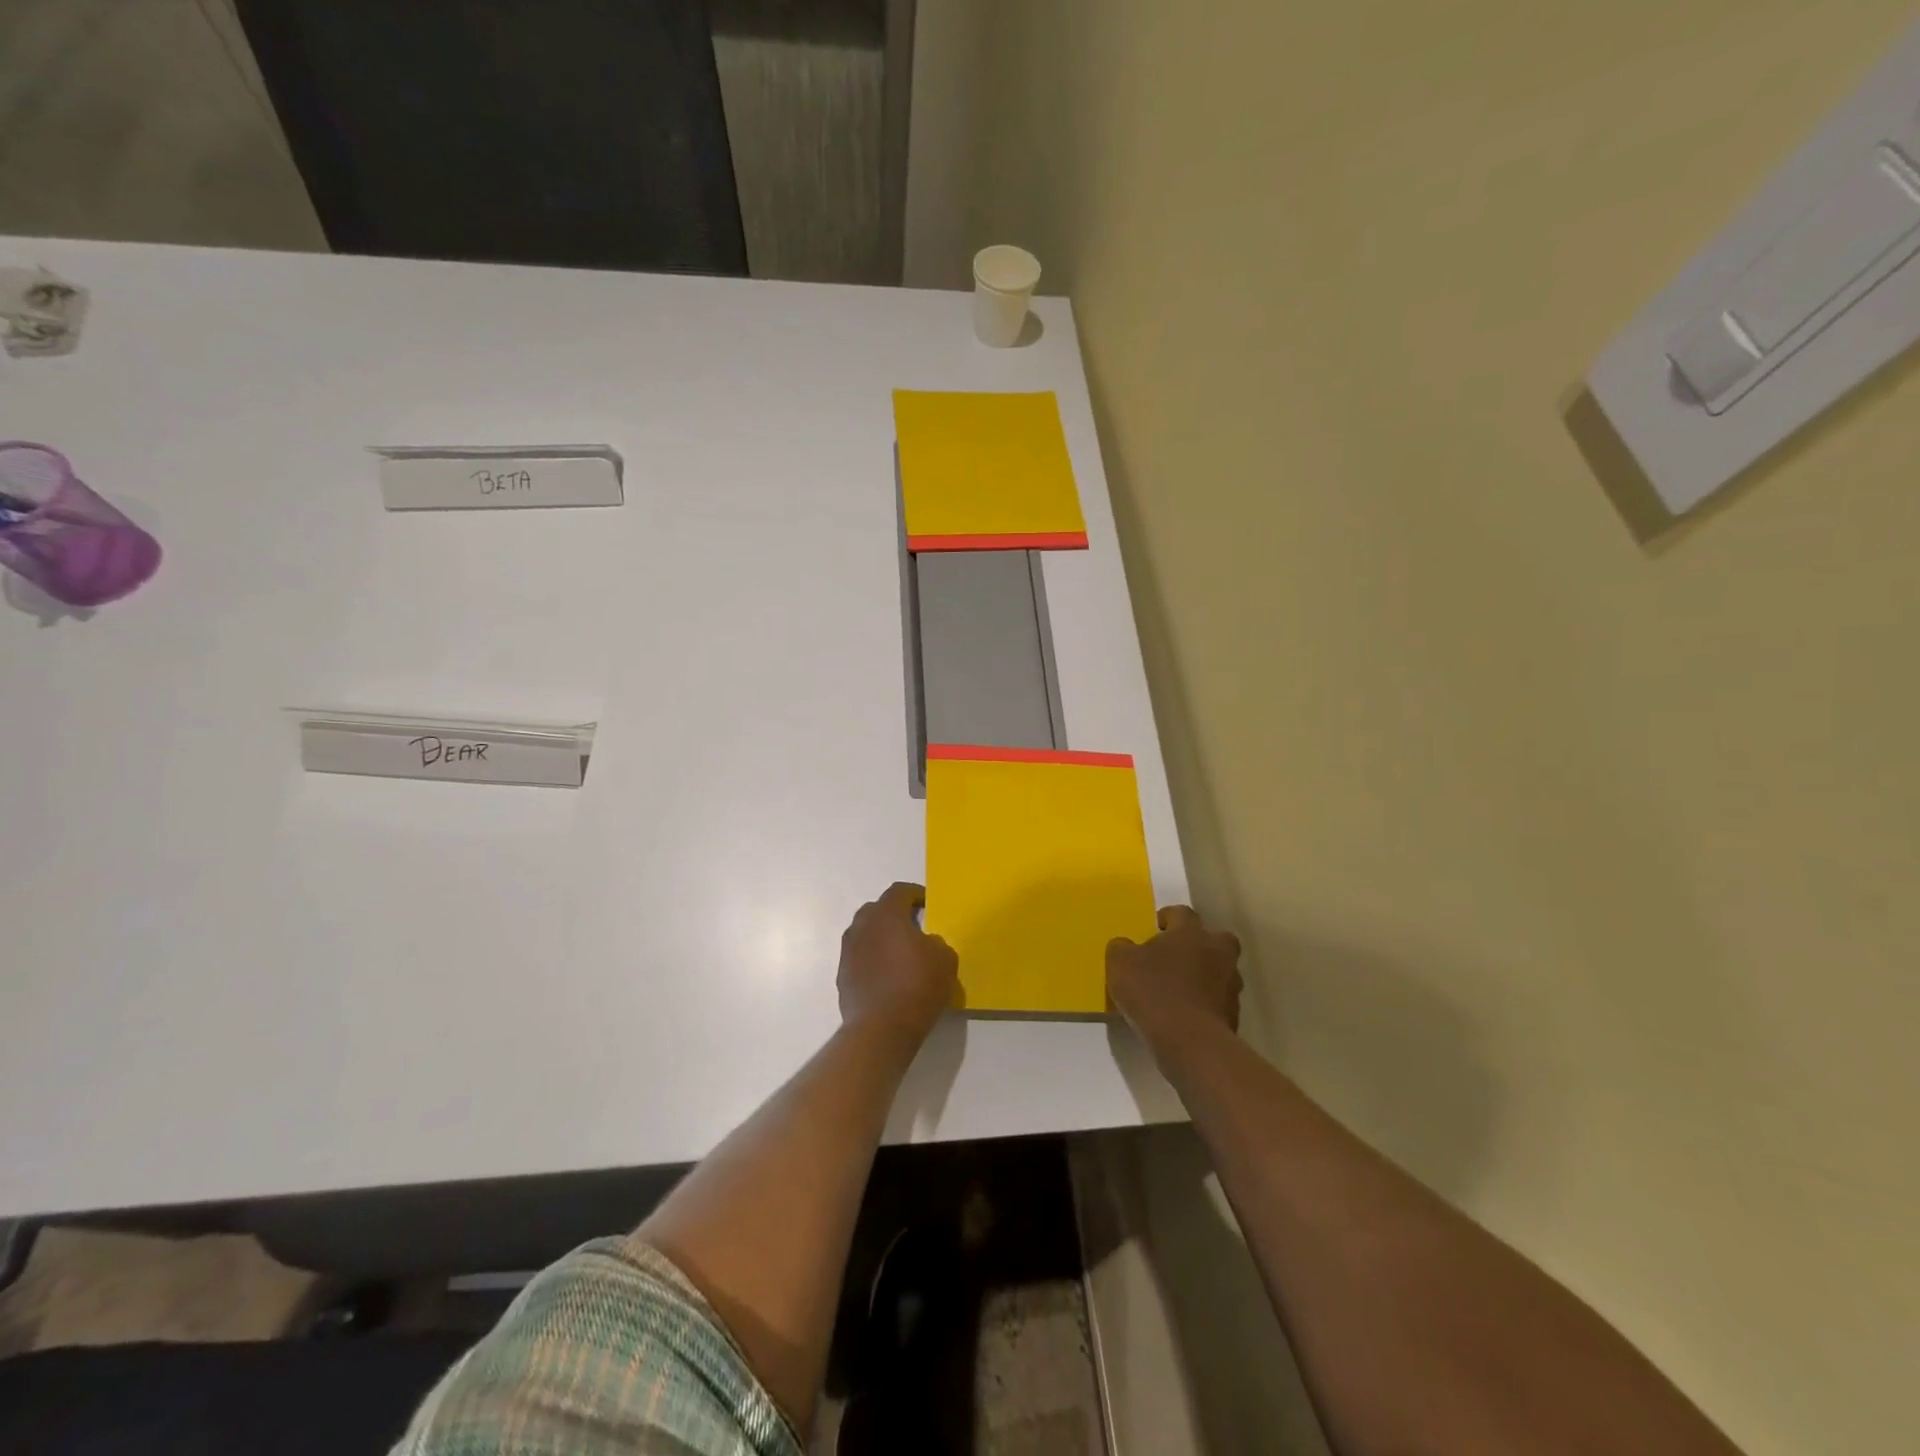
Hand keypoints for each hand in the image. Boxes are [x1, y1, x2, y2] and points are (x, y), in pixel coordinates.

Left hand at [838, 882, 958, 1045]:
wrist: (881, 1029)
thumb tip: (926, 943)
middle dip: (896, 915)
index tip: (928, 904)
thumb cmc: (917, 985)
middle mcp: (862, 926)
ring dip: (882, 938)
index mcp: (886, 914)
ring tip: (901, 955)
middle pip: (878, 910)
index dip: (916, 894)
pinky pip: (861, 958)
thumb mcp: (945, 958)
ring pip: (867, 934)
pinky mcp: (843, 975)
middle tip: (915, 928)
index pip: (899, 891)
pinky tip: (888, 977)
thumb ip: (936, 942)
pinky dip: (874, 960)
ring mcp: (848, 951)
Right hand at [1108, 905, 1242, 1052]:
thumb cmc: (1153, 992)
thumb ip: (1121, 948)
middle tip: (1175, 956)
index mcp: (1191, 932)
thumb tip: (1124, 945)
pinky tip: (1184, 1015)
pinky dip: (1204, 1004)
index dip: (1167, 918)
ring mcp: (1230, 985)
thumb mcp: (1120, 964)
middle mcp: (1217, 952)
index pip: (1181, 913)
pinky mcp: (1234, 1015)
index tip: (1154, 928)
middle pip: (1214, 939)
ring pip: (1219, 971)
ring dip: (1203, 976)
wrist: (1190, 1042)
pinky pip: (1217, 1001)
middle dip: (1198, 944)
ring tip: (1178, 991)